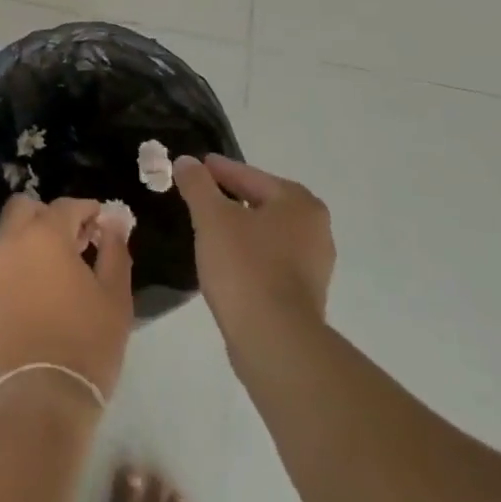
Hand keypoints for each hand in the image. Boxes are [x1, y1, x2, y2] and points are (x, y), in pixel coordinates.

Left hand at [0, 195, 134, 407]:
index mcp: (43, 235)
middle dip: (48, 217)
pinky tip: (29, 302)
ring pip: (5, 241)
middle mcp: (7, 244)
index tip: (103, 227)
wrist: (36, 402)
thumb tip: (115, 223)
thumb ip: (115, 251)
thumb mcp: (115, 297)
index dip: (89, 211)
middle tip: (72, 243)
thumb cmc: (85, 345)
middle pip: (23, 209)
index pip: (67, 205)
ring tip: (51, 275)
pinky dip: (11, 276)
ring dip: (27, 245)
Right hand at [173, 154, 334, 365]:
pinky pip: (268, 260)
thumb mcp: (211, 217)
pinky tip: (224, 261)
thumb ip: (197, 184)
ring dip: (238, 228)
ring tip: (206, 229)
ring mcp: (313, 264)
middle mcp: (315, 229)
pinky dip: (247, 254)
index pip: (249, 175)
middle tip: (197, 196)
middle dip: (229, 198)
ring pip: (265, 233)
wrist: (274, 340)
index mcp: (299, 203)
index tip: (193, 167)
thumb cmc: (245, 267)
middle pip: (261, 202)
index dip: (218, 170)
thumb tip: (186, 161)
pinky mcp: (303, 294)